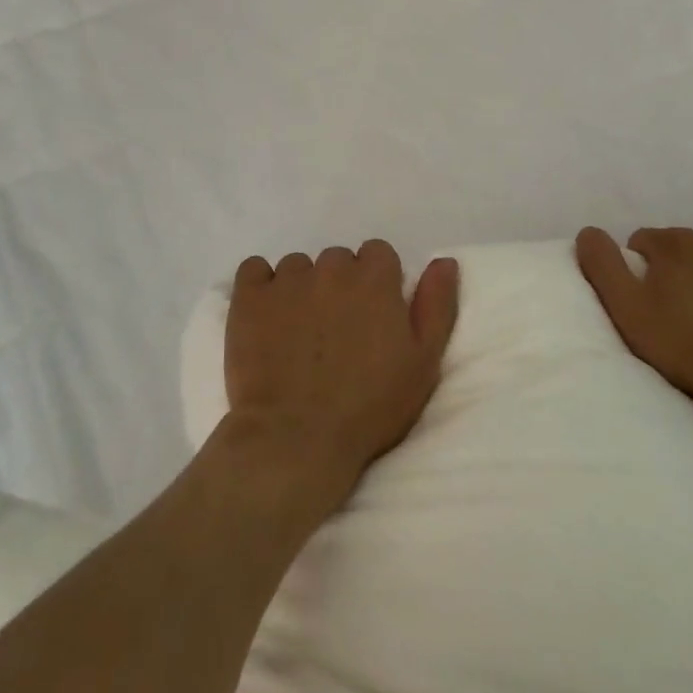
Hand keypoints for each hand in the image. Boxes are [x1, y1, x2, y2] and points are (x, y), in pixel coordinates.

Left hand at [224, 241, 459, 509]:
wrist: (296, 439)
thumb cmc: (370, 407)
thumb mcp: (423, 362)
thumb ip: (436, 304)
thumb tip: (444, 261)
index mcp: (375, 277)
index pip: (378, 253)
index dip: (377, 283)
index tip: (372, 317)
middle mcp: (331, 267)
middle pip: (338, 260)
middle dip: (339, 286)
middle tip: (335, 331)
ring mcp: (286, 280)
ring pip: (297, 267)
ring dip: (301, 289)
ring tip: (298, 334)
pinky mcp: (248, 297)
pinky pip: (254, 270)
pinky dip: (260, 286)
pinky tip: (264, 316)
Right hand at [576, 226, 692, 435]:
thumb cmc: (685, 345)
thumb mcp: (627, 309)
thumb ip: (602, 265)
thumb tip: (588, 231)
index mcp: (673, 242)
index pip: (644, 243)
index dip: (642, 271)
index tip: (649, 303)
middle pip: (685, 248)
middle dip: (680, 271)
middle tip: (683, 314)